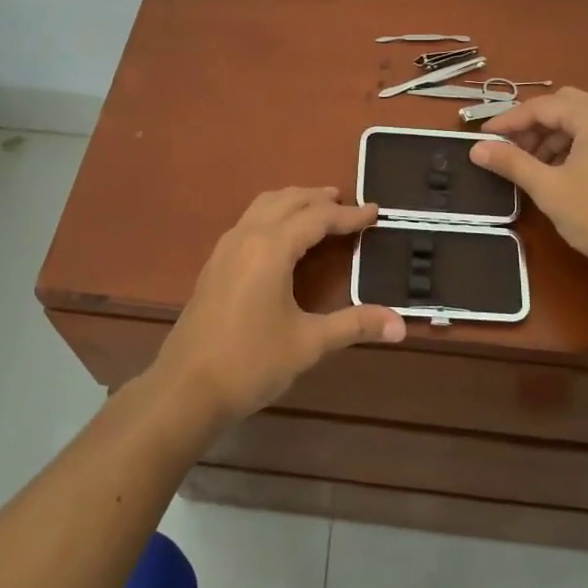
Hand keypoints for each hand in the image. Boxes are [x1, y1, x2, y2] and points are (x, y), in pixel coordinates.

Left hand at [150, 187, 403, 425]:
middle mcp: (247, 236)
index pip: (317, 218)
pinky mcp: (215, 264)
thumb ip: (354, 326)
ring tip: (319, 209)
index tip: (375, 212)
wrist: (185, 388)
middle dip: (320, 199)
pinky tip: (283, 237)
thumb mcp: (308, 344)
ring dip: (294, 201)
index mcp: (271, 248)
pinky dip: (273, 214)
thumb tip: (401, 325)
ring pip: (264, 206)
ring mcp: (226, 248)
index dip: (349, 215)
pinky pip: (249, 221)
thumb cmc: (250, 363)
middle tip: (349, 206)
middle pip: (288, 200)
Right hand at [470, 88, 587, 285]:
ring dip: (553, 136)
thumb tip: (476, 149)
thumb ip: (510, 162)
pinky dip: (574, 145)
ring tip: (531, 165)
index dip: (509, 120)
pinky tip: (559, 171)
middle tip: (510, 149)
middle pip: (565, 105)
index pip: (544, 106)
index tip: (484, 137)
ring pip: (582, 120)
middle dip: (533, 125)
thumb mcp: (548, 188)